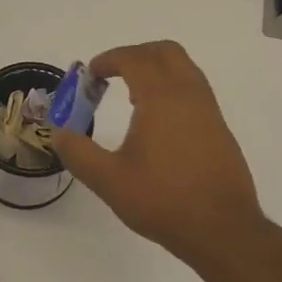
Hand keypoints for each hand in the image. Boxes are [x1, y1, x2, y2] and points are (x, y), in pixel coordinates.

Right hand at [51, 41, 266, 268]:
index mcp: (162, 98)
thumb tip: (59, 133)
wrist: (222, 229)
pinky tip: (157, 122)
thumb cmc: (163, 201)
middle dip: (135, 55)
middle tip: (112, 75)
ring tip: (132, 97)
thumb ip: (79, 153)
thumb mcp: (109, 180)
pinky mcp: (219, 129)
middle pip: (165, 52)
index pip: (135, 59)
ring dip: (156, 70)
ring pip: (184, 69)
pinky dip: (172, 88)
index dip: (110, 59)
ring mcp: (209, 111)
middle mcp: (190, 95)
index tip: (91, 74)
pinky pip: (194, 90)